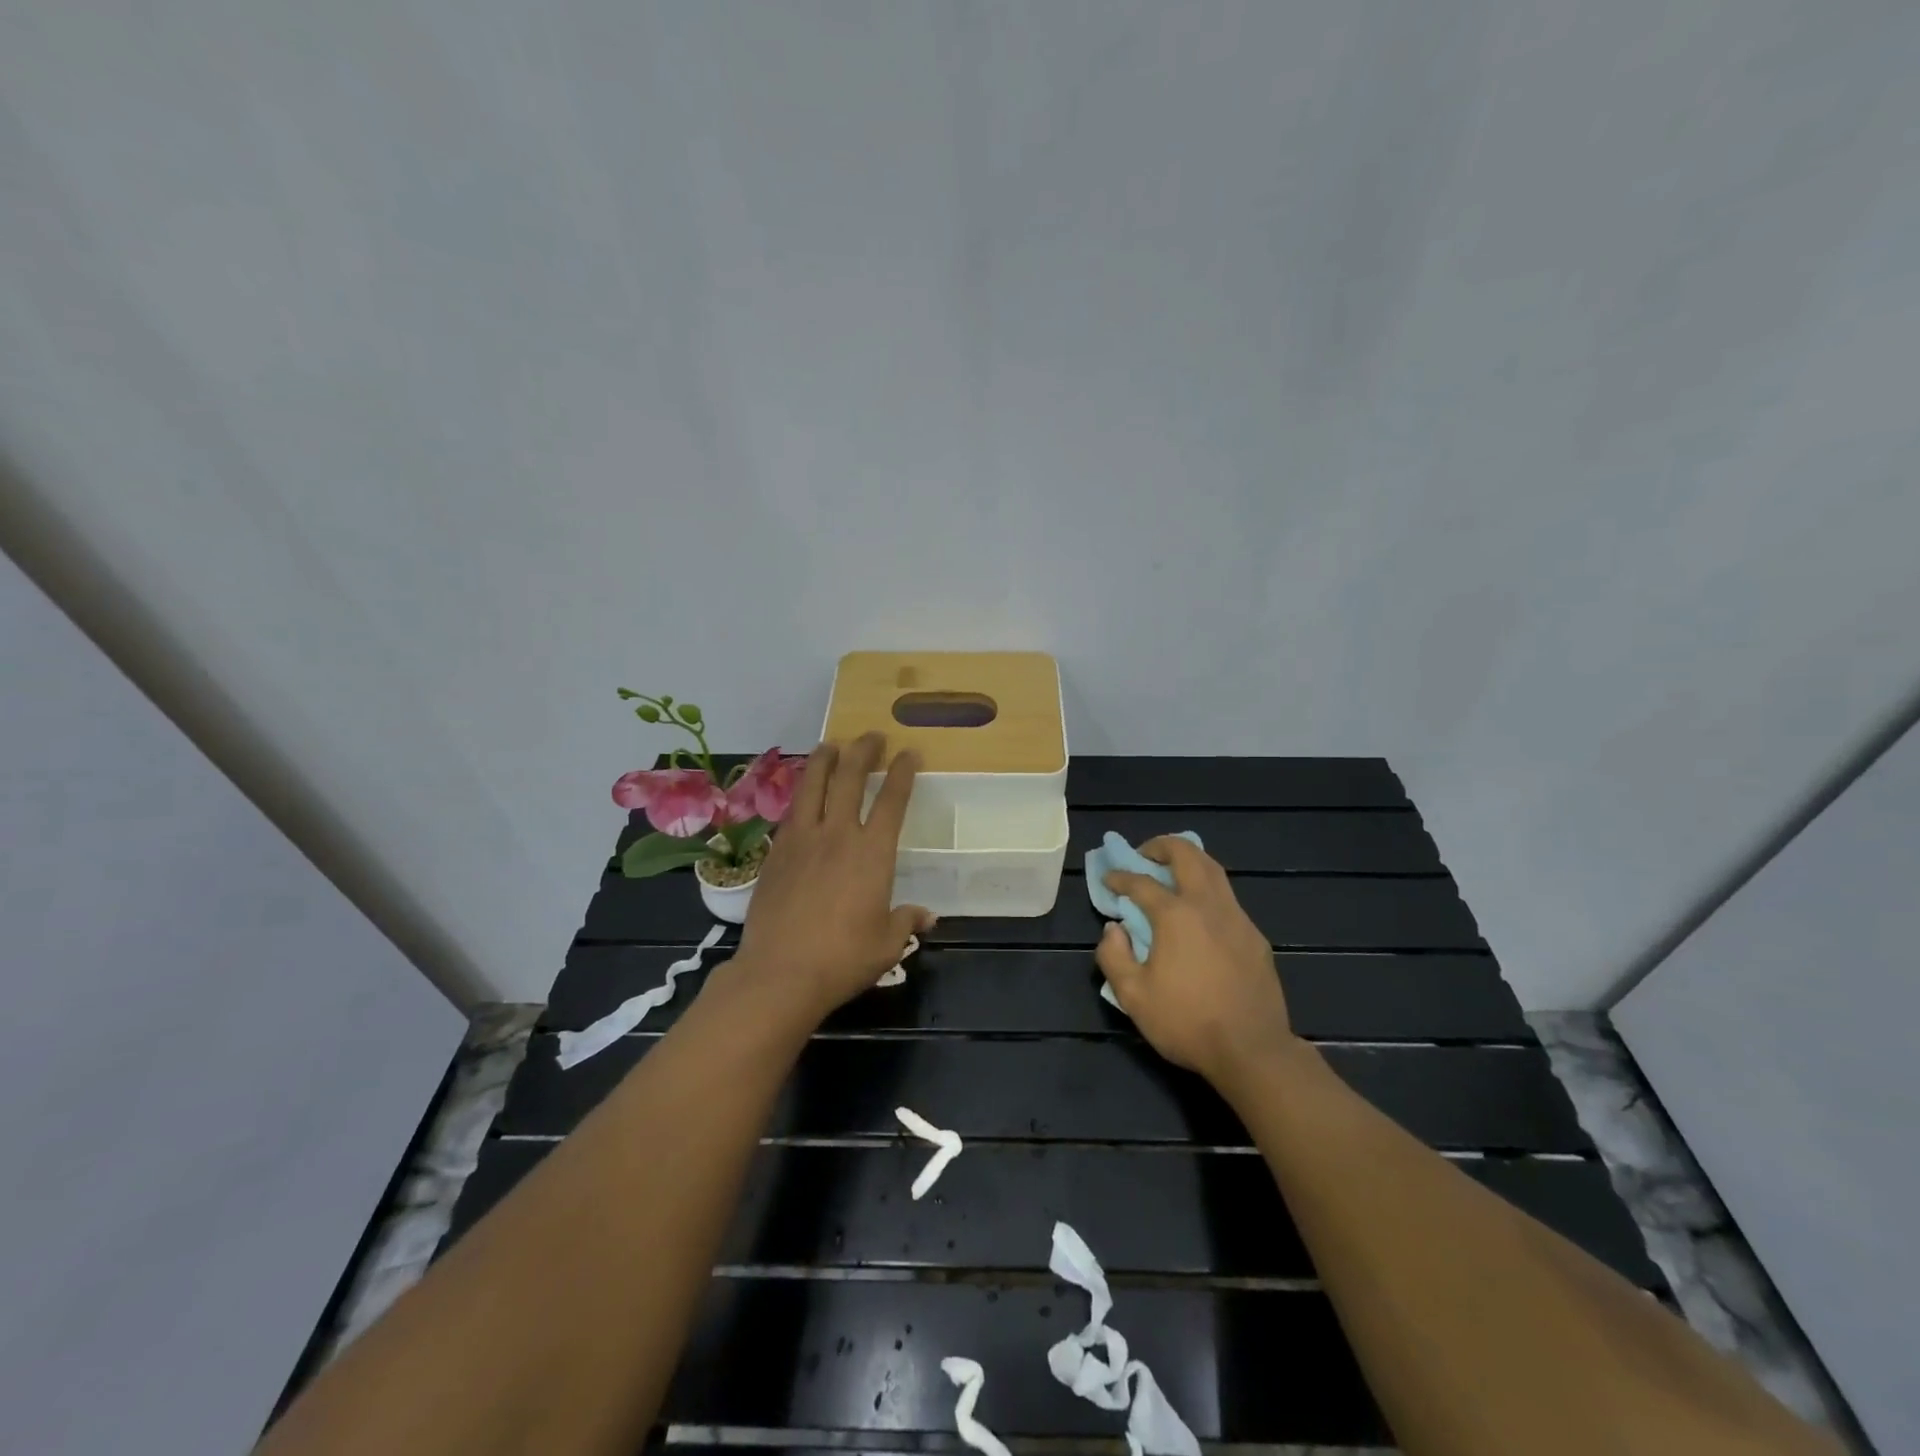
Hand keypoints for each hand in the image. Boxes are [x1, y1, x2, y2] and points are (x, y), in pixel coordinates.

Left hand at [717, 732, 933, 1026]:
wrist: (780, 973)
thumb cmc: (843, 959)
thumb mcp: (886, 944)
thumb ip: (906, 921)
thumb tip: (926, 916)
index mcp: (872, 853)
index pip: (891, 800)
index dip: (902, 772)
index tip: (909, 752)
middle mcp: (837, 835)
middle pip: (849, 778)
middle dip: (863, 751)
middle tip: (872, 736)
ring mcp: (802, 840)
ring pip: (813, 785)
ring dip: (825, 759)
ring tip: (831, 744)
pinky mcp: (776, 852)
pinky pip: (791, 810)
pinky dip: (801, 793)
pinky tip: (803, 792)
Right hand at [1097, 836, 1298, 1090]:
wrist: (1253, 1050)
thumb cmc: (1187, 1022)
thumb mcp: (1133, 996)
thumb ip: (1113, 956)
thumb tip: (1113, 929)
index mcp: (1176, 916)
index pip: (1142, 883)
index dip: (1120, 877)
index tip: (1109, 879)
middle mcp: (1208, 906)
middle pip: (1187, 855)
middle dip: (1161, 846)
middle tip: (1144, 855)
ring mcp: (1237, 918)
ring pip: (1213, 870)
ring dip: (1189, 861)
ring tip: (1171, 872)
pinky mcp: (1255, 937)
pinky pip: (1228, 898)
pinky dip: (1208, 889)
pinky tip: (1199, 912)